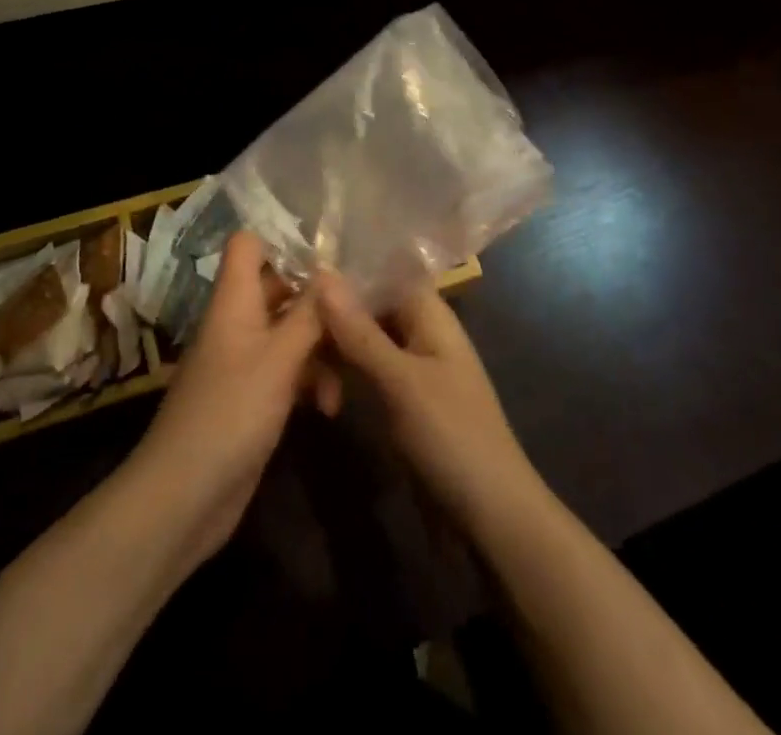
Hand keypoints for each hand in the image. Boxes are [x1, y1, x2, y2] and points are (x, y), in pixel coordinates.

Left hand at [127, 232, 325, 566]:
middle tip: (360, 310)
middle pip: (279, 288)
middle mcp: (238, 322)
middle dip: (318, 300)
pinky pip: (288, 371)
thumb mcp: (279, 359)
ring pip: (290, 332)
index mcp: (235, 301)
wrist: (183, 498)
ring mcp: (245, 361)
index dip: (283, 240)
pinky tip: (330, 407)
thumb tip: (334, 270)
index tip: (329, 254)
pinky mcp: (253, 397)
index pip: (248, 245)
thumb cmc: (231, 413)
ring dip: (321, 348)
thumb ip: (310, 314)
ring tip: (349, 372)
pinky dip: (310, 381)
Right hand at [317, 273, 542, 529]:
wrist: (492, 516)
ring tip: (298, 368)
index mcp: (430, 314)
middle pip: (371, 305)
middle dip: (334, 312)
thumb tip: (323, 273)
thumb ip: (360, 331)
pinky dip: (344, 375)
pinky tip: (318, 392)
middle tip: (288, 323)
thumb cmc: (452, 435)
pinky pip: (367, 371)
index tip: (303, 266)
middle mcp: (421, 331)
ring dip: (335, 349)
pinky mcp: (404, 400)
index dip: (349, 265)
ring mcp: (412, 367)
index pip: (386, 270)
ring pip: (364, 340)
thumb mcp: (401, 381)